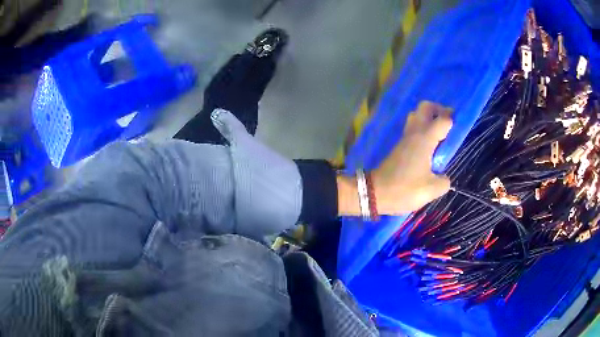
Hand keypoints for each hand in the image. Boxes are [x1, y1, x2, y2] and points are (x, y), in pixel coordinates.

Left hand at [338, 101, 452, 215]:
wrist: (375, 192)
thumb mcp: (431, 190)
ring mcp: (405, 137)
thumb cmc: (404, 189)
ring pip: (417, 115)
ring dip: (429, 118)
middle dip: (439, 110)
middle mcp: (414, 132)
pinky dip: (423, 128)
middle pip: (425, 107)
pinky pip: (413, 127)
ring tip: (441, 135)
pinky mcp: (399, 145)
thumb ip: (444, 182)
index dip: (454, 119)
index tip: (461, 126)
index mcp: (425, 139)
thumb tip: (444, 177)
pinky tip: (430, 145)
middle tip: (449, 124)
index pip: (443, 119)